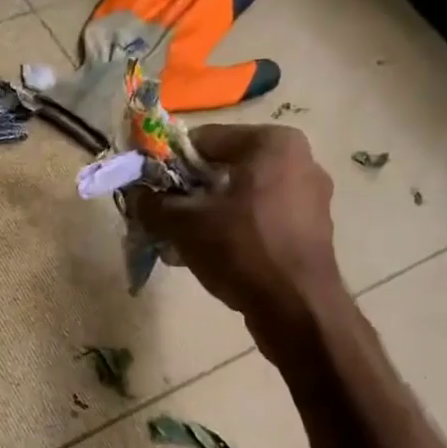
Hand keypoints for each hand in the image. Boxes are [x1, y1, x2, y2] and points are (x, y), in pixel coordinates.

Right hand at [129, 125, 341, 354]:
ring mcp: (310, 197)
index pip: (205, 139)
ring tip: (182, 241)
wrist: (297, 308)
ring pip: (242, 196)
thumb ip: (153, 203)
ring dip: (209, 213)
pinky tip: (211, 255)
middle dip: (190, 192)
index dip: (169, 163)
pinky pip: (261, 218)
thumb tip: (134, 194)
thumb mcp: (185, 224)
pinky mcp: (312, 229)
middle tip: (163, 217)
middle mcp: (299, 160)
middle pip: (225, 168)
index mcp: (272, 143)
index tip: (148, 188)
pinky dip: (234, 230)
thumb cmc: (242, 250)